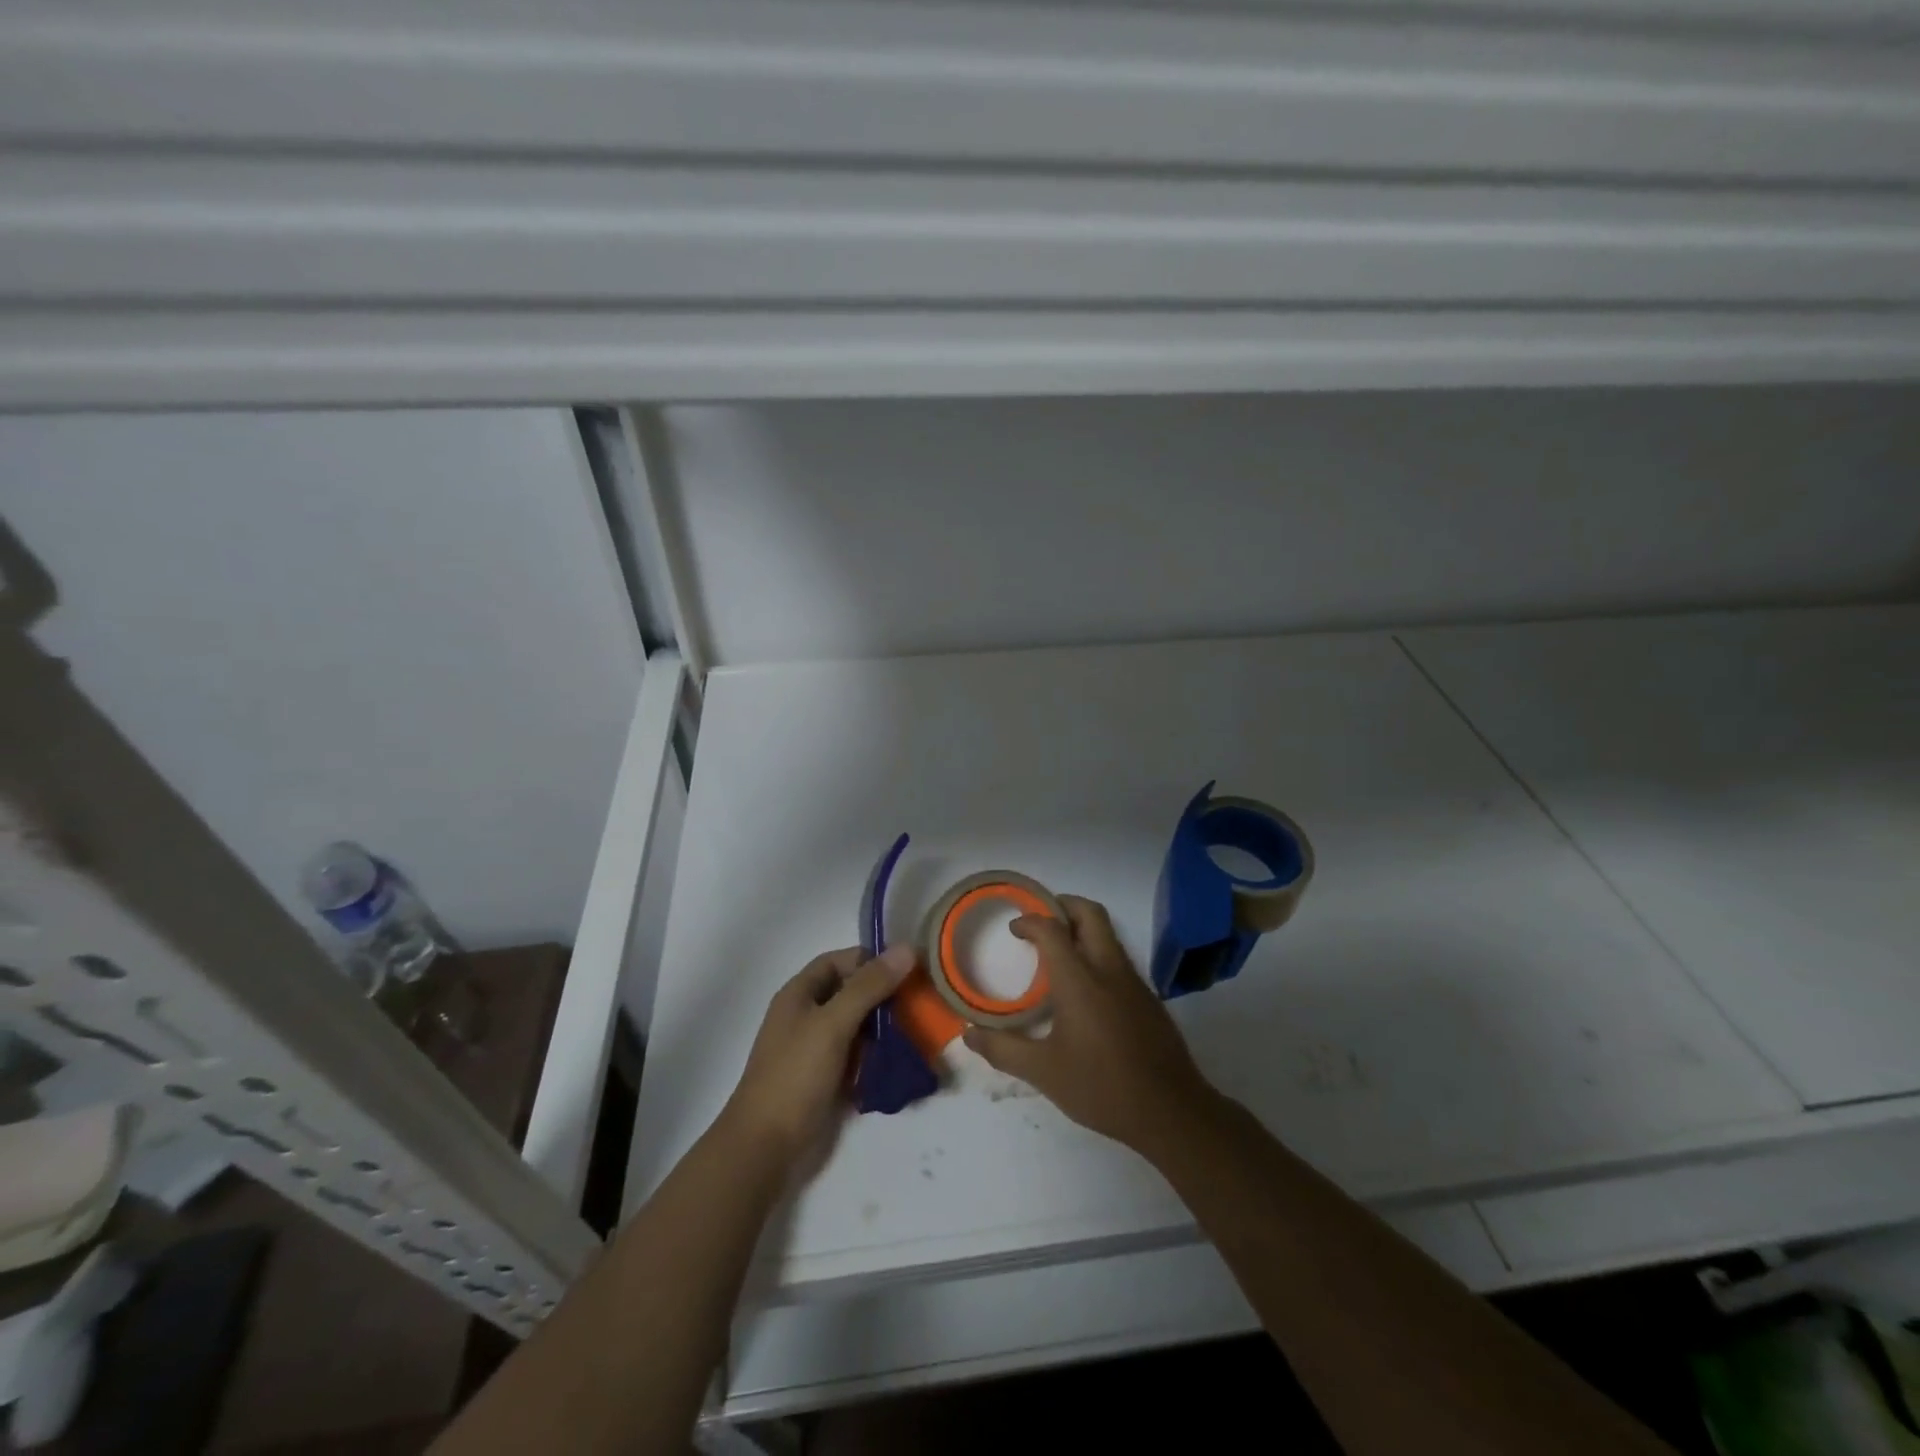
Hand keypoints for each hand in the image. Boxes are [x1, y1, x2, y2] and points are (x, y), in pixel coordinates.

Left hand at [722, 943, 914, 1167]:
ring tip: (919, 1033)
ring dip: (886, 1028)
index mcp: (800, 994)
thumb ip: (868, 987)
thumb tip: (905, 949)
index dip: (871, 960)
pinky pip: (859, 1057)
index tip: (908, 970)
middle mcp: (808, 1016)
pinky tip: (902, 1062)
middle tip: (921, 1003)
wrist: (765, 1148)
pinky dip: (878, 1056)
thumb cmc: (795, 1076)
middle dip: (885, 996)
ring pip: (859, 1026)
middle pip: (852, 993)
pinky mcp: (827, 1079)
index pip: (840, 961)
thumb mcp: (833, 1024)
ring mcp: (817, 1049)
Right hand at [963, 895, 1215, 1154]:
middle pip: (1089, 914)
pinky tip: (1085, 990)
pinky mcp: (1148, 998)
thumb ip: (1003, 1050)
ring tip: (1058, 952)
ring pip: (1108, 934)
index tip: (1015, 929)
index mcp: (1079, 979)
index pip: (1052, 929)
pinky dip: (1097, 954)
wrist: (1171, 1111)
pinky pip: (1119, 959)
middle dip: (1063, 905)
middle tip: (1041, 919)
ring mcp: (1133, 981)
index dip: (1030, 921)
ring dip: (1082, 929)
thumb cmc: (1101, 1087)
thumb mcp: (1044, 1072)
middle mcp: (1108, 969)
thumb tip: (969, 1034)